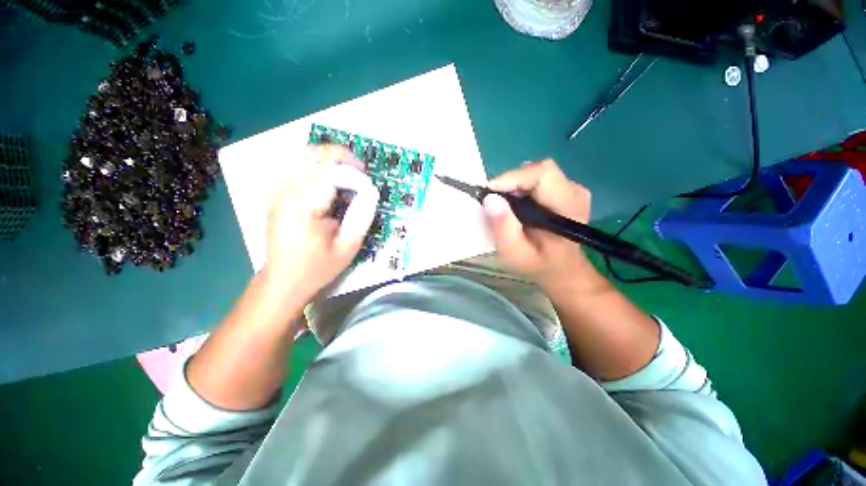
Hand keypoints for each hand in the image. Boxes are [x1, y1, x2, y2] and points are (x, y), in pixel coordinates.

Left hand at [264, 145, 378, 301]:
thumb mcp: (347, 247)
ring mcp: (277, 191)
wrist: (283, 279)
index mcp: (302, 206)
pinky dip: (317, 167)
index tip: (367, 184)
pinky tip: (330, 182)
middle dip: (340, 156)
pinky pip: (297, 166)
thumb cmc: (316, 267)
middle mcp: (285, 192)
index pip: (329, 171)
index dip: (353, 172)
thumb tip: (370, 193)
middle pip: (312, 154)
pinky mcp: (277, 194)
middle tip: (359, 171)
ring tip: (347, 174)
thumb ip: (361, 217)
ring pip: (303, 156)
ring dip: (329, 160)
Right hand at [483, 159, 595, 287]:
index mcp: (567, 207)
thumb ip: (503, 228)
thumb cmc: (538, 264)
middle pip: (536, 170)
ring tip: (505, 208)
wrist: (561, 269)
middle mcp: (574, 191)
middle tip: (494, 204)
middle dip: (510, 183)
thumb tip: (490, 199)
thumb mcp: (515, 253)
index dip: (512, 178)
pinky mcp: (564, 189)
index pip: (542, 173)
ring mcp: (572, 188)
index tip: (490, 193)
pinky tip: (517, 207)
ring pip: (535, 173)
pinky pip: (537, 179)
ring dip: (514, 187)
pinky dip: (521, 189)